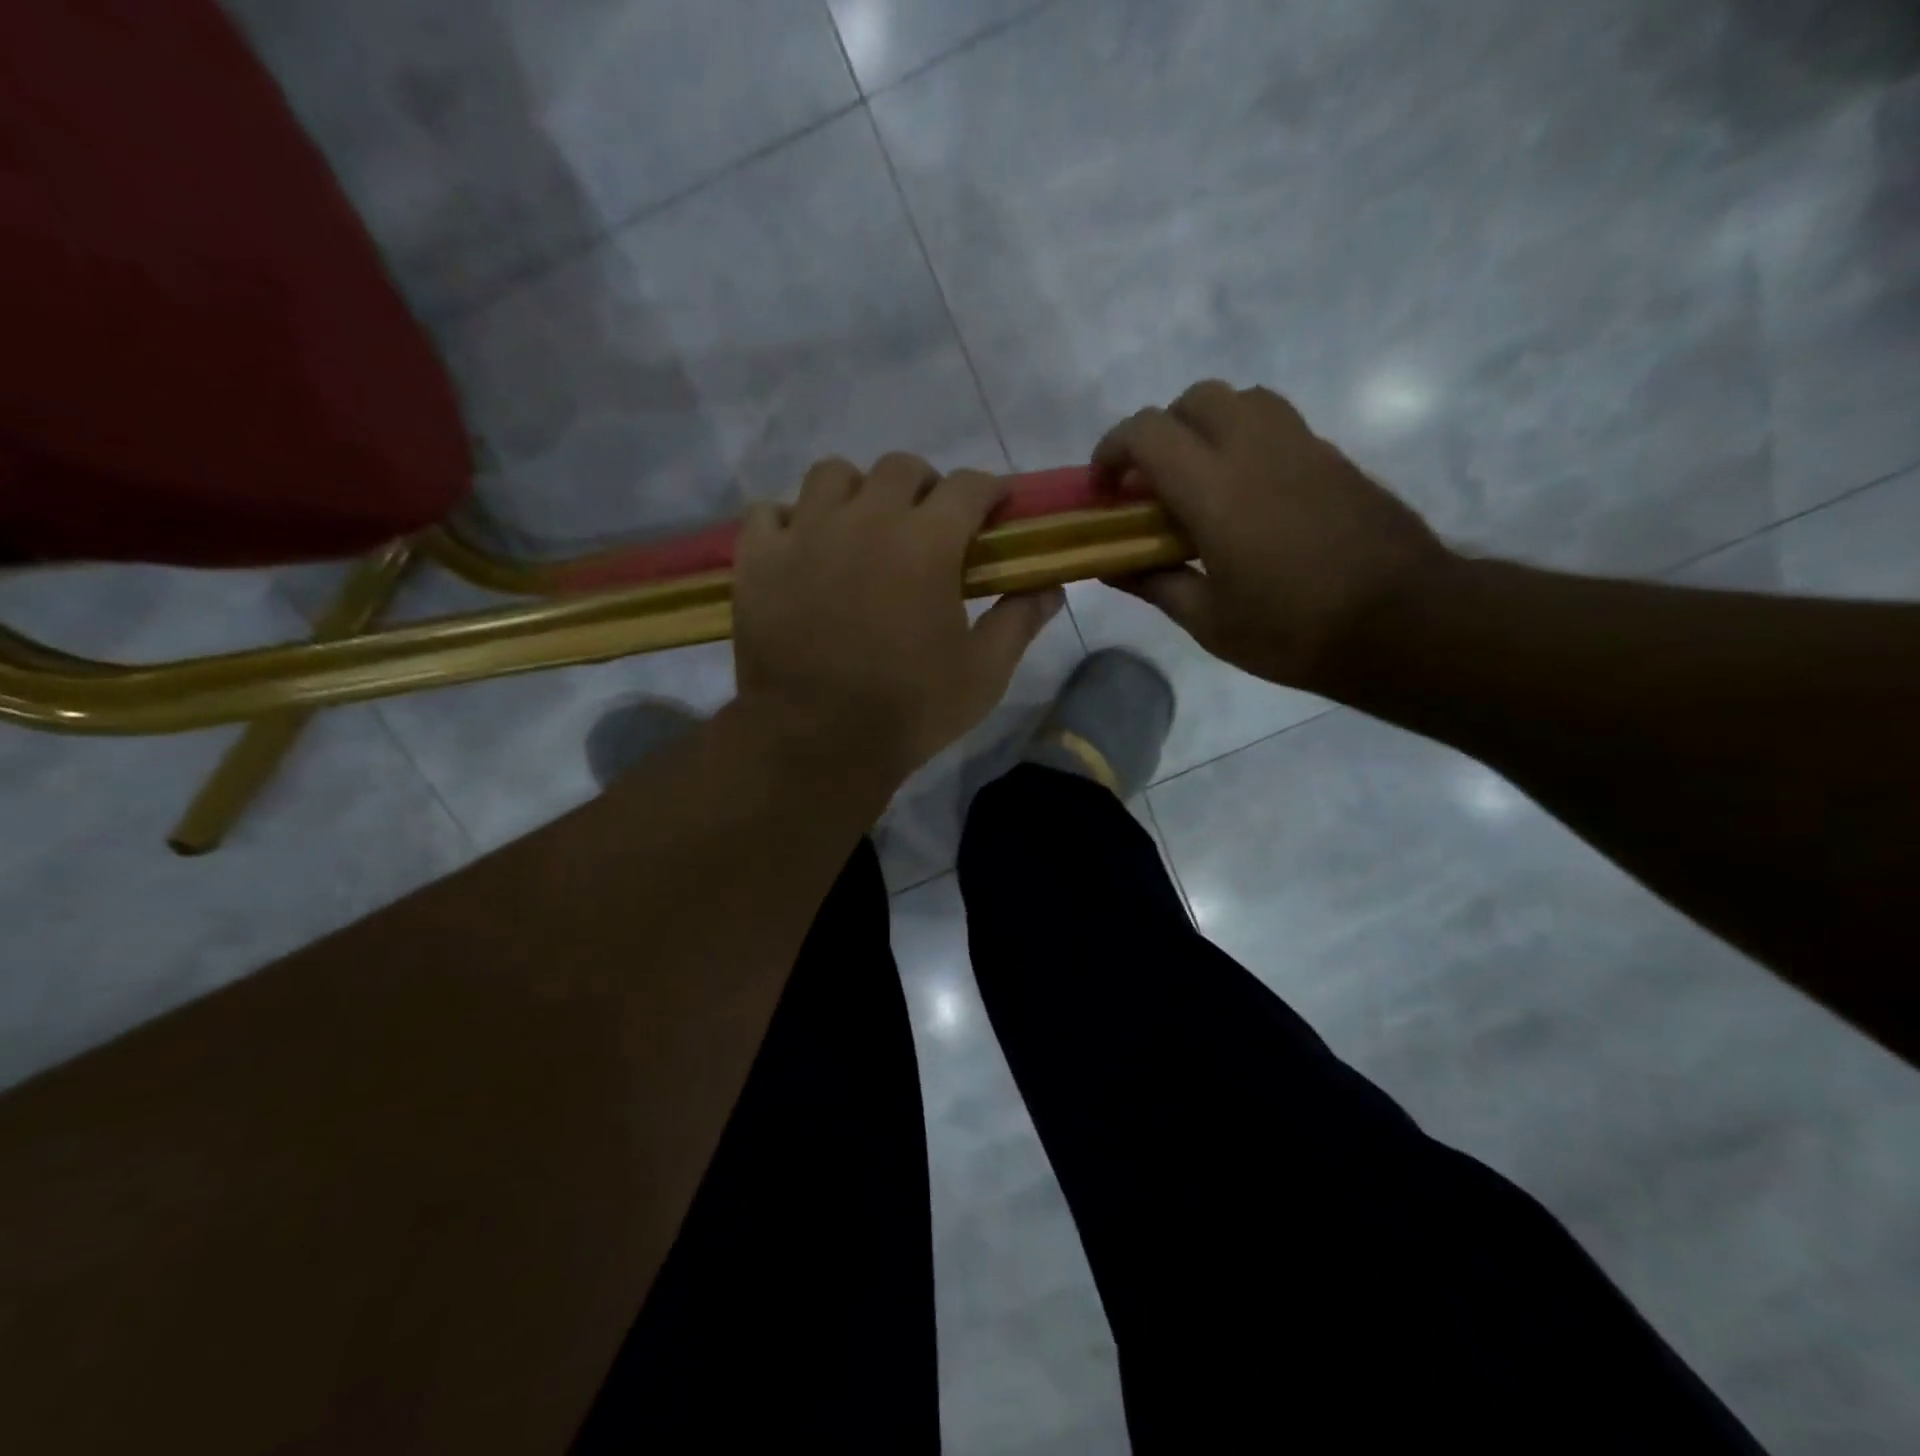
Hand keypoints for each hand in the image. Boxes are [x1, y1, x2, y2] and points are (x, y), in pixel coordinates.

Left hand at [731, 452, 1064, 782]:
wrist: (816, 743)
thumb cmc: (908, 710)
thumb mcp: (983, 674)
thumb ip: (1019, 621)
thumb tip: (1051, 587)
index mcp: (927, 542)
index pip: (969, 486)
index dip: (990, 490)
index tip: (996, 507)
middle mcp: (865, 518)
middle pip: (901, 468)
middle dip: (926, 487)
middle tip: (928, 526)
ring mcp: (804, 532)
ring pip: (832, 475)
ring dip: (857, 493)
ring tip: (862, 530)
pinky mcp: (757, 558)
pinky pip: (770, 512)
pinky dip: (790, 521)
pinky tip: (804, 551)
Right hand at [1093, 380, 1450, 692]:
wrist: (1404, 623)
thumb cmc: (1293, 631)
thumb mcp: (1209, 622)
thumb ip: (1154, 583)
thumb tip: (1111, 565)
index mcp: (1215, 489)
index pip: (1148, 432)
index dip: (1112, 449)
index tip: (1104, 487)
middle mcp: (1256, 449)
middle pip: (1195, 399)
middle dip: (1160, 431)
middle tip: (1153, 483)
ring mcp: (1302, 446)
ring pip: (1242, 399)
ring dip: (1206, 426)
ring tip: (1200, 481)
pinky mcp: (1333, 457)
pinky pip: (1277, 422)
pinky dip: (1245, 440)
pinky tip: (1247, 495)